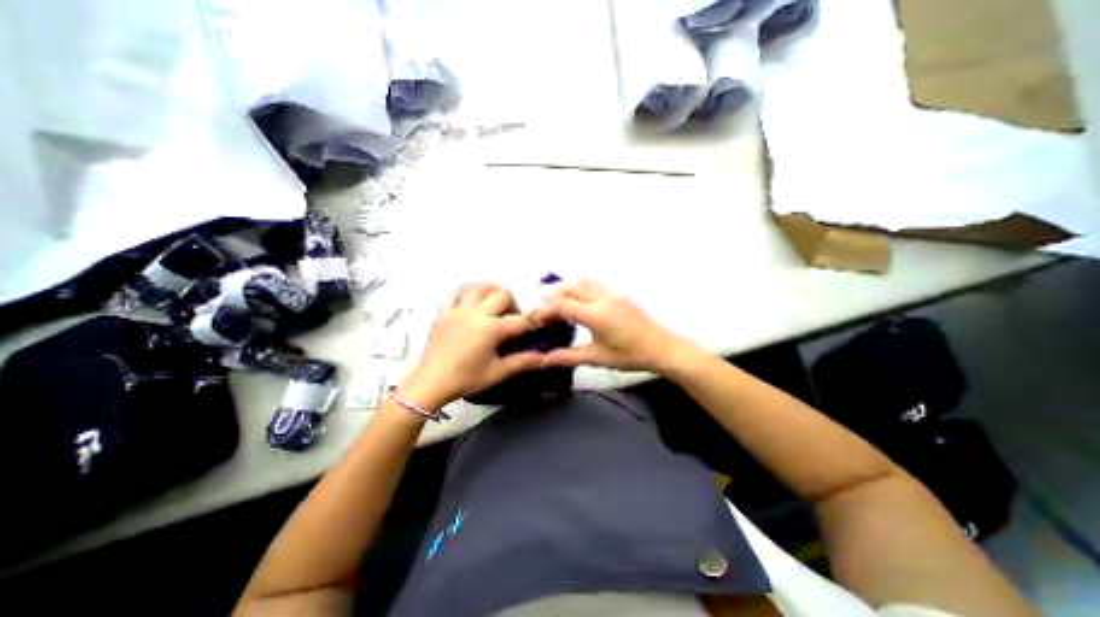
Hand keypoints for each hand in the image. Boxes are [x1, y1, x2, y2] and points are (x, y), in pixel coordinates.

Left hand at [400, 285, 545, 408]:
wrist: (431, 382)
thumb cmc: (466, 379)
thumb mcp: (497, 373)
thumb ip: (521, 362)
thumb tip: (543, 357)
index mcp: (491, 329)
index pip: (520, 319)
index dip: (533, 319)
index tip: (538, 320)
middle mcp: (476, 313)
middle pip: (502, 293)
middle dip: (512, 304)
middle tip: (511, 318)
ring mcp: (458, 310)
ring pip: (480, 286)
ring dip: (492, 292)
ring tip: (493, 306)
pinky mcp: (444, 312)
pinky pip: (458, 293)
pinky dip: (469, 294)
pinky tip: (472, 305)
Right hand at [529, 278, 689, 369]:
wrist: (662, 347)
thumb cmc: (630, 355)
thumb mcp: (597, 357)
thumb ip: (568, 357)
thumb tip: (544, 360)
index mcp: (595, 314)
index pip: (561, 304)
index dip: (544, 310)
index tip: (536, 321)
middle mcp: (601, 297)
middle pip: (569, 287)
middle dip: (552, 297)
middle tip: (545, 313)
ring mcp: (611, 292)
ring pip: (581, 281)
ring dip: (565, 289)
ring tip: (558, 306)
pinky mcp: (618, 293)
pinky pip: (592, 284)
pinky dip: (578, 288)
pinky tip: (578, 303)